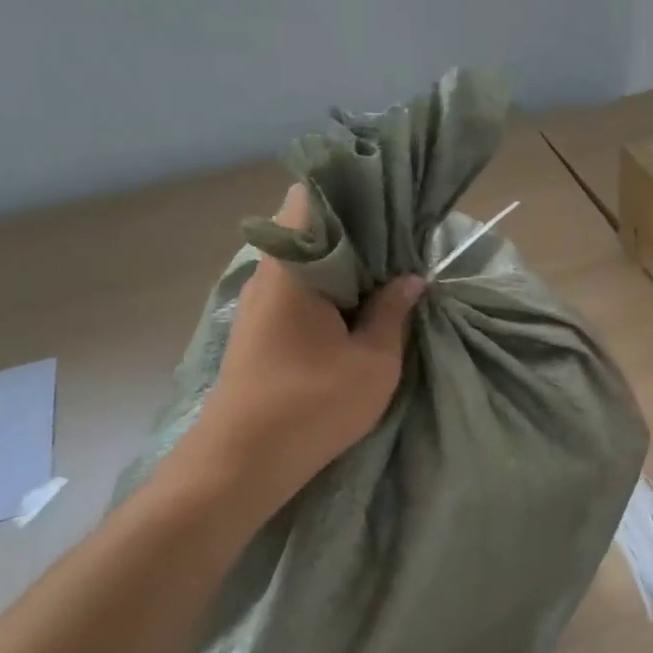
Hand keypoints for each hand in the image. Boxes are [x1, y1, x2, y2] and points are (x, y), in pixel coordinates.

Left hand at [188, 183, 421, 478]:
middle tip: (404, 236)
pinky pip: (300, 285)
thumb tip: (411, 279)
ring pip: (306, 257)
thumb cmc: (311, 405)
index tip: (391, 196)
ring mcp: (261, 301)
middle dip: (358, 225)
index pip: (311, 197)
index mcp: (294, 266)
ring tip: (392, 266)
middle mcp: (270, 273)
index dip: (351, 189)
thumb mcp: (373, 361)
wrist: (241, 463)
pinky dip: (331, 284)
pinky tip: (362, 301)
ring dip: (346, 259)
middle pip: (310, 224)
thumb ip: (394, 313)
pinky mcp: (262, 327)